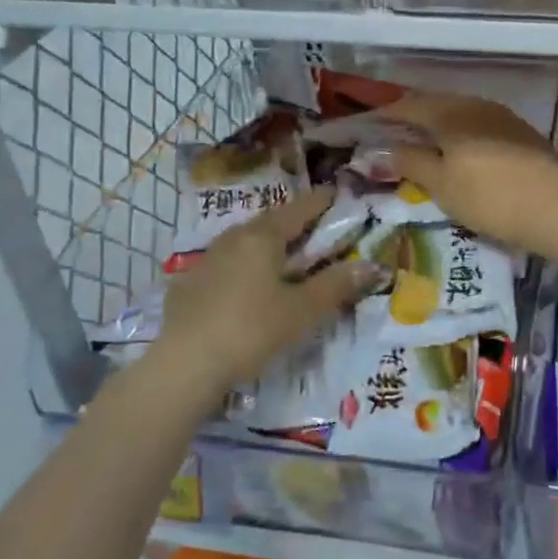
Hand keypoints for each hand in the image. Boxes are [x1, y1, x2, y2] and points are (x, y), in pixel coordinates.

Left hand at [141, 188, 381, 398]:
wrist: (185, 365)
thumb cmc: (252, 329)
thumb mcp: (303, 310)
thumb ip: (337, 285)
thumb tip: (372, 265)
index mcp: (262, 237)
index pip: (298, 209)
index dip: (320, 202)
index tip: (336, 193)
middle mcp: (232, 239)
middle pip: (269, 224)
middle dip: (294, 224)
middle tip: (315, 230)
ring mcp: (205, 261)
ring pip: (244, 244)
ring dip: (267, 247)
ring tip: (284, 259)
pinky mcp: (188, 286)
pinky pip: (226, 266)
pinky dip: (245, 269)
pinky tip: (248, 288)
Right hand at [378, 91, 557, 252]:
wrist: (554, 207)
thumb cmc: (487, 197)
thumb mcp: (440, 184)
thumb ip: (411, 162)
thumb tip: (387, 148)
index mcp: (451, 113)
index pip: (410, 105)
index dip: (387, 114)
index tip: (370, 126)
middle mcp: (477, 105)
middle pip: (438, 104)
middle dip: (415, 117)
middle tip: (396, 134)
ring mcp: (504, 117)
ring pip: (463, 113)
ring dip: (442, 125)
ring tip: (428, 144)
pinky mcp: (524, 133)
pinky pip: (483, 125)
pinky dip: (465, 134)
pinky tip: (464, 152)